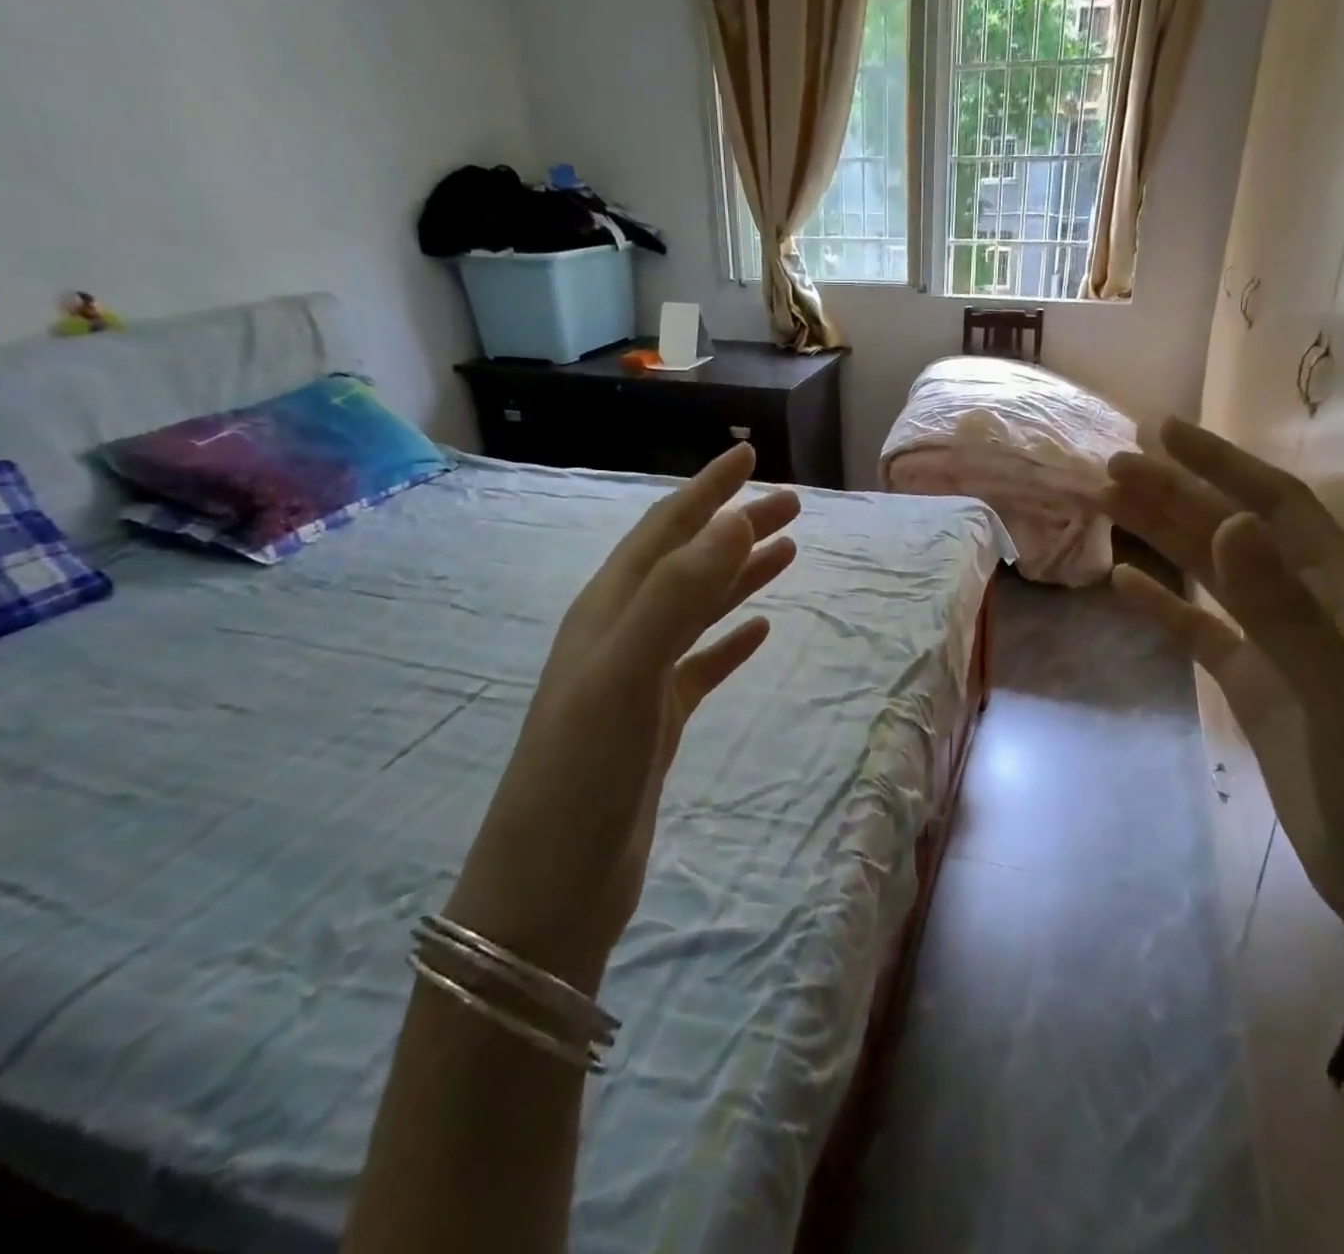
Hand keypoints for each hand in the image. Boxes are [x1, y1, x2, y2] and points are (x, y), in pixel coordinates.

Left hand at [445, 445, 800, 988]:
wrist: (552, 887)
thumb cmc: (581, 773)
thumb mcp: (625, 672)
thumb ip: (677, 594)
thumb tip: (733, 521)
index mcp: (608, 610)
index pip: (665, 531)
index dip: (706, 491)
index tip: (749, 456)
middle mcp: (620, 633)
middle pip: (688, 562)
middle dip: (736, 527)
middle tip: (792, 504)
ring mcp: (637, 679)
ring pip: (698, 609)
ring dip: (739, 575)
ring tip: (787, 552)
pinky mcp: (655, 722)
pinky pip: (702, 664)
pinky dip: (731, 640)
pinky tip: (760, 630)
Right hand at [1103, 418, 1343, 940]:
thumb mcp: (1338, 697)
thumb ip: (1283, 610)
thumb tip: (1230, 524)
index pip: (1278, 506)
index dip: (1223, 464)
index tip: (1164, 431)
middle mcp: (1310, 606)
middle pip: (1233, 532)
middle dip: (1176, 494)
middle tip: (1112, 464)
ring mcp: (1278, 647)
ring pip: (1212, 575)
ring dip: (1163, 538)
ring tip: (1108, 506)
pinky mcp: (1253, 685)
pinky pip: (1200, 630)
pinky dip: (1163, 604)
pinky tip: (1124, 583)